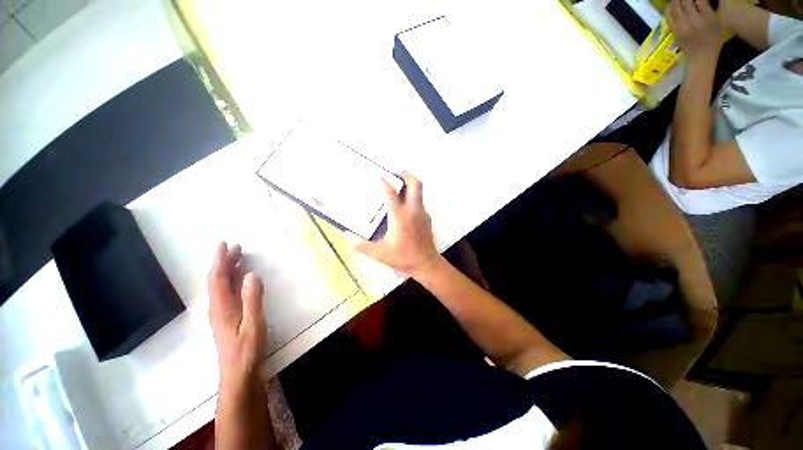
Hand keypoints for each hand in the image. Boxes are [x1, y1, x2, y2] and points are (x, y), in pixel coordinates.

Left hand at [208, 242, 266, 385]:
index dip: (220, 260)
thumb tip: (251, 274)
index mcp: (222, 307)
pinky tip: (241, 279)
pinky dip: (233, 281)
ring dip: (229, 270)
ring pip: (222, 286)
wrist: (238, 373)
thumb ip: (252, 299)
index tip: (223, 244)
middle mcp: (218, 307)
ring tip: (239, 258)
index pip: (218, 278)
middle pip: (218, 280)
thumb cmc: (247, 349)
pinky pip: (227, 293)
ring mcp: (221, 313)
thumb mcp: (254, 323)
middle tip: (237, 247)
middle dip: (225, 262)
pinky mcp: (227, 317)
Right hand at [353, 172, 438, 276]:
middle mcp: (413, 210)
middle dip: (405, 174)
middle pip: (415, 184)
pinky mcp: (427, 218)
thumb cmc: (404, 258)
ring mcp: (422, 213)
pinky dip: (411, 197)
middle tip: (393, 173)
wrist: (426, 264)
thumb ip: (362, 246)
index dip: (384, 181)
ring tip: (396, 186)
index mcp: (400, 217)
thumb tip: (347, 236)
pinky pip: (419, 201)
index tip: (377, 174)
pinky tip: (402, 207)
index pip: (391, 193)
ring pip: (419, 191)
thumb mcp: (380, 254)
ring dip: (409, 184)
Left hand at [668, 0, 722, 64]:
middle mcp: (693, 20)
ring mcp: (682, 26)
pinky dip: (669, 10)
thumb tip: (700, 0)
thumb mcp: (717, 22)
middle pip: (685, 1)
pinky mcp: (675, 31)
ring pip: (675, 8)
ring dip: (675, 1)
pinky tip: (670, 6)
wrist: (701, 57)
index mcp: (707, 17)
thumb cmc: (713, 40)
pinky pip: (669, 17)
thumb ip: (708, 8)